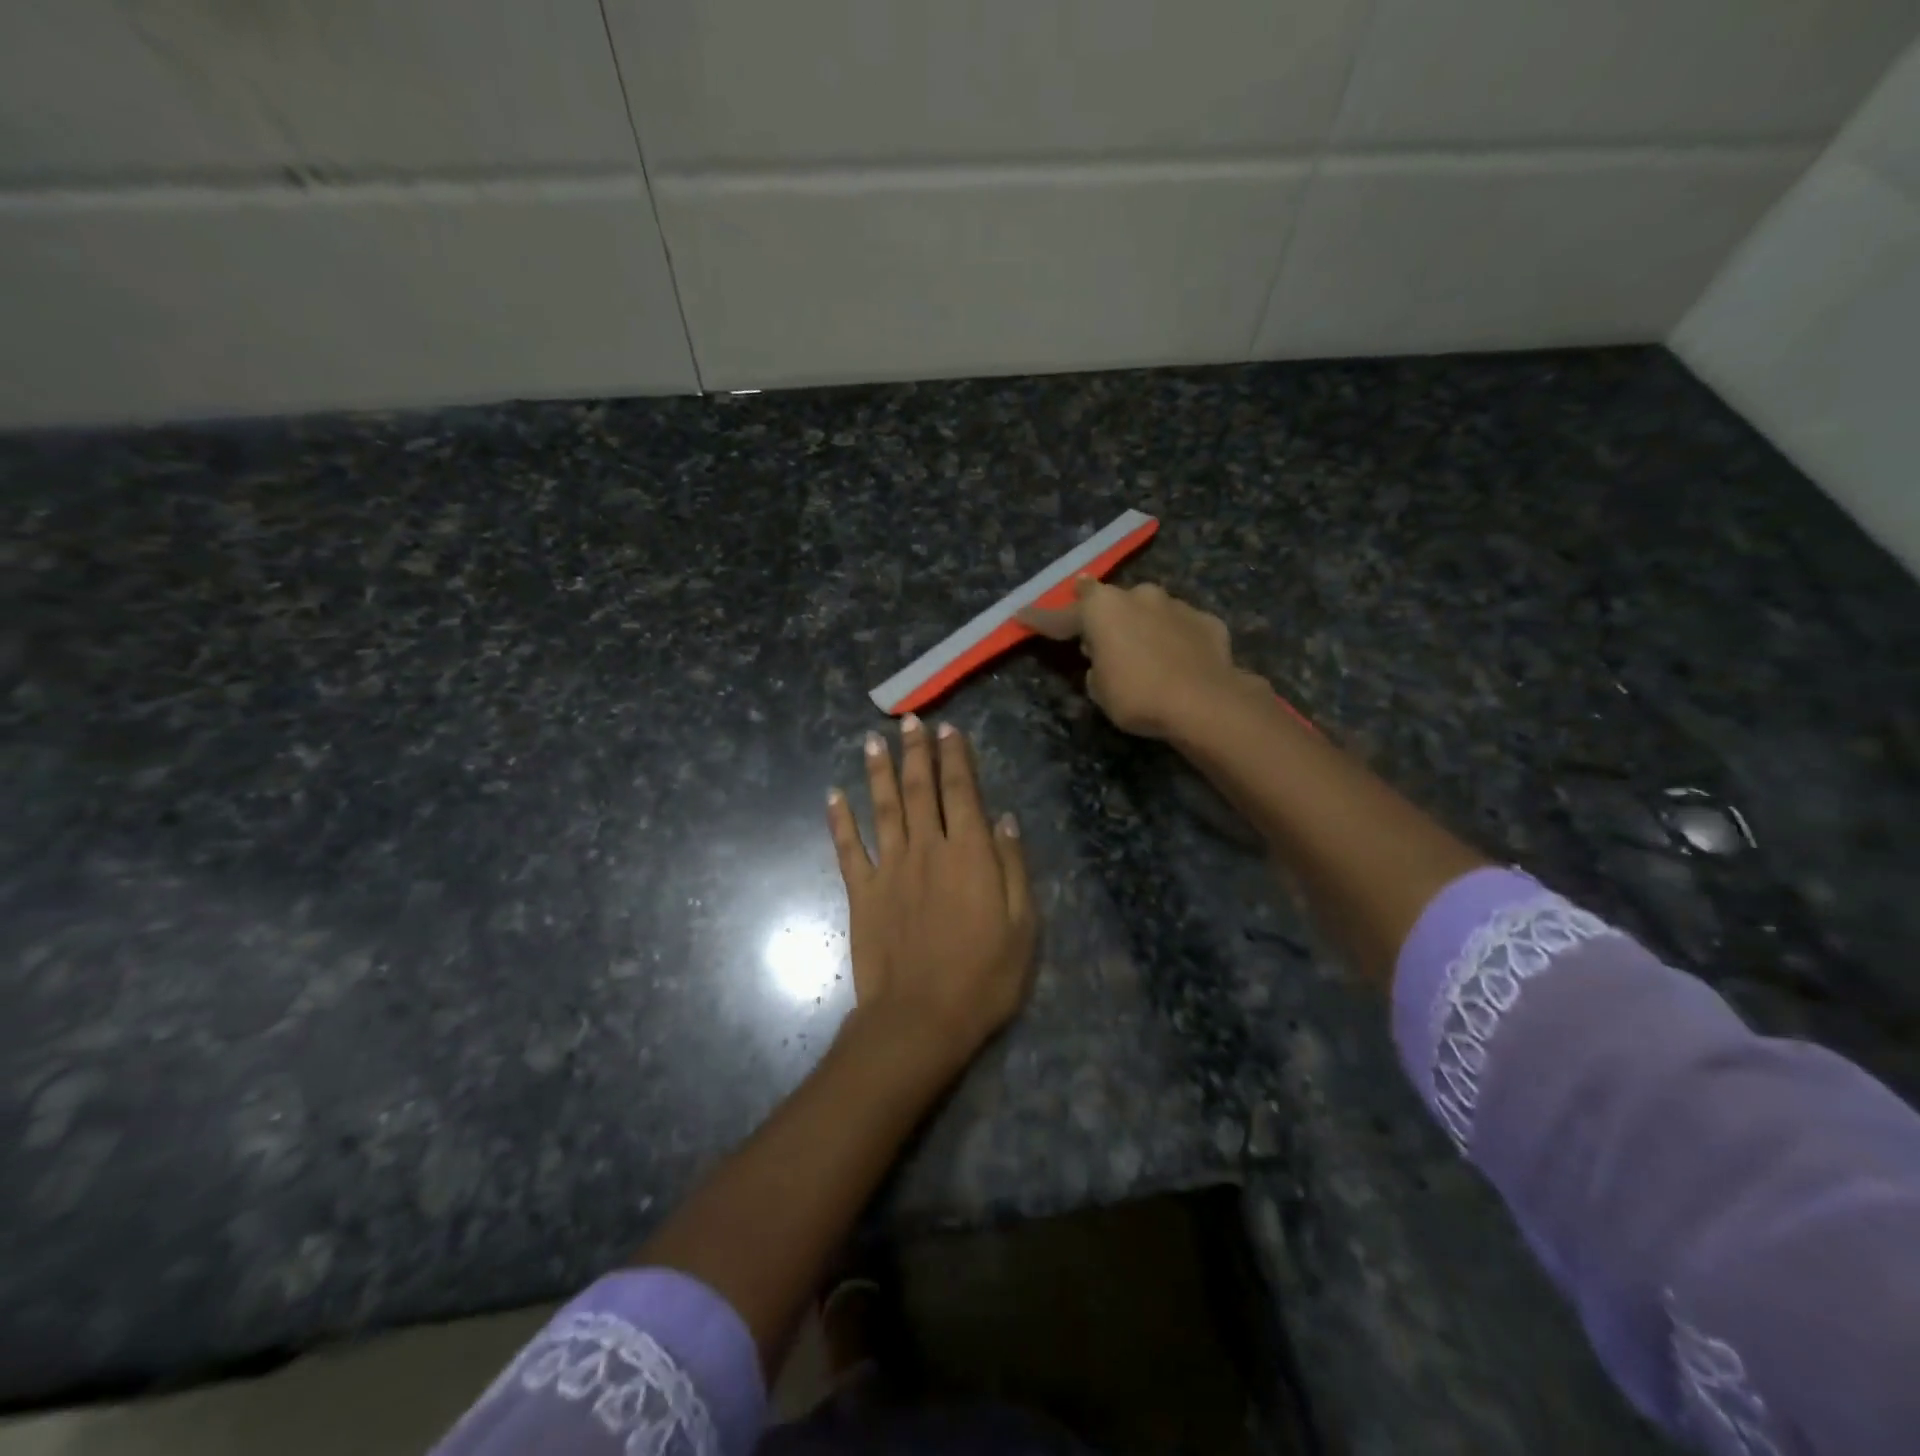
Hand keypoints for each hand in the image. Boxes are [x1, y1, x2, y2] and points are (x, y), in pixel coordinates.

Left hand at [827, 715, 1036, 1067]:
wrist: (920, 1019)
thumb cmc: (983, 977)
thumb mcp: (1022, 925)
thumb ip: (1012, 866)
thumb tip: (1005, 818)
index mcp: (968, 853)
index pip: (961, 792)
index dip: (955, 758)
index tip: (949, 730)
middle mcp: (926, 848)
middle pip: (919, 789)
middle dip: (916, 752)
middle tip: (910, 720)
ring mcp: (889, 868)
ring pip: (882, 807)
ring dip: (878, 771)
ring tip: (873, 740)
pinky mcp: (862, 892)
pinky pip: (848, 847)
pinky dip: (840, 819)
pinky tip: (833, 795)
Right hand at [1020, 577, 1263, 739]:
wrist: (1206, 701)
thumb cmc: (1138, 696)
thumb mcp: (1100, 690)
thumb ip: (1096, 668)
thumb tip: (1105, 660)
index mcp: (1101, 609)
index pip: (1060, 616)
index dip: (1039, 618)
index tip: (1020, 613)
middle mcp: (1137, 595)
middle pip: (1109, 601)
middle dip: (1100, 616)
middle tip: (1095, 638)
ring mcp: (1175, 604)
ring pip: (1148, 610)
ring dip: (1139, 625)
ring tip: (1142, 652)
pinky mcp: (1205, 620)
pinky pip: (1179, 627)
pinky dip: (1173, 639)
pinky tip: (1177, 661)